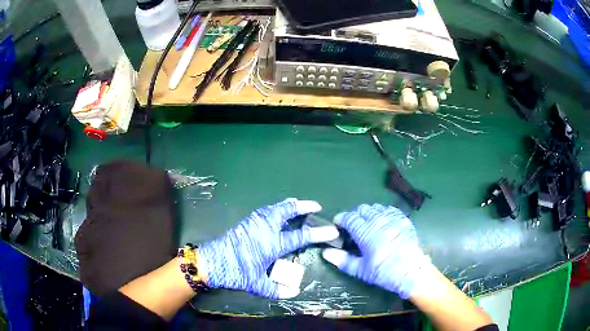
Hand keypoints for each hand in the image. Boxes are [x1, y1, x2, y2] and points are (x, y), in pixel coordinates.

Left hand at [198, 199, 338, 298]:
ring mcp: (254, 222)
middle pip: (287, 211)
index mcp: (272, 243)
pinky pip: (265, 210)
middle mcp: (266, 228)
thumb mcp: (257, 285)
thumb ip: (277, 290)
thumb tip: (295, 292)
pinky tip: (276, 211)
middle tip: (315, 206)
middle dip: (303, 206)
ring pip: (275, 207)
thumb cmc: (236, 272)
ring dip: (288, 205)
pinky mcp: (246, 222)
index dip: (319, 233)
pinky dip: (276, 208)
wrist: (212, 262)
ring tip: (297, 204)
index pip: (301, 236)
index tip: (332, 230)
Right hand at [322, 204, 430, 298]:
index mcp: (366, 232)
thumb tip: (325, 252)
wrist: (413, 272)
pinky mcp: (404, 219)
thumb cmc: (385, 273)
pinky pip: (390, 209)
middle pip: (362, 209)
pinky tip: (383, 222)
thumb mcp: (361, 270)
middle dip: (354, 215)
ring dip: (369, 213)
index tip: (337, 225)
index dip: (341, 219)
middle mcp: (379, 220)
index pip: (349, 217)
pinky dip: (383, 212)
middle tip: (352, 228)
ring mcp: (393, 218)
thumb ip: (343, 260)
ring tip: (368, 225)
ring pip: (376, 207)